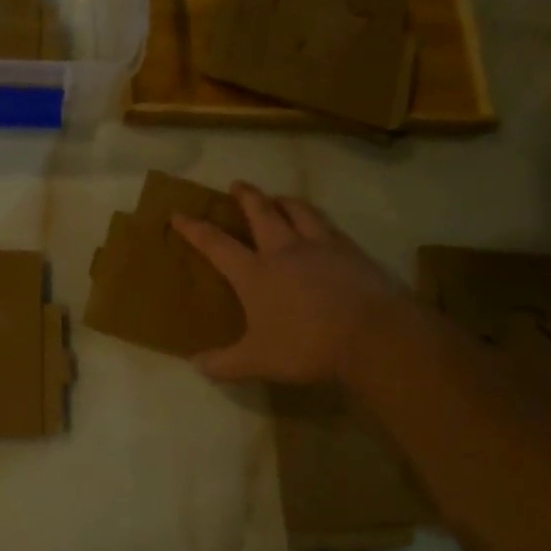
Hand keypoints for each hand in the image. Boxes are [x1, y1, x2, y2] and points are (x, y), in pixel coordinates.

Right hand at [172, 182, 404, 383]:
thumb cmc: (306, 346)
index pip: (216, 244)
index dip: (194, 228)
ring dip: (284, 201)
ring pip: (299, 211)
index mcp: (254, 273)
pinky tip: (321, 228)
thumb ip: (224, 363)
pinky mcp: (351, 252)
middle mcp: (284, 251)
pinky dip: (318, 221)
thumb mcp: (258, 361)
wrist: (372, 335)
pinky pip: (329, 226)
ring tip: (279, 198)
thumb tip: (196, 365)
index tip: (178, 214)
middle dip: (246, 197)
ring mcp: (320, 247)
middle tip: (237, 185)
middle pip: (262, 213)